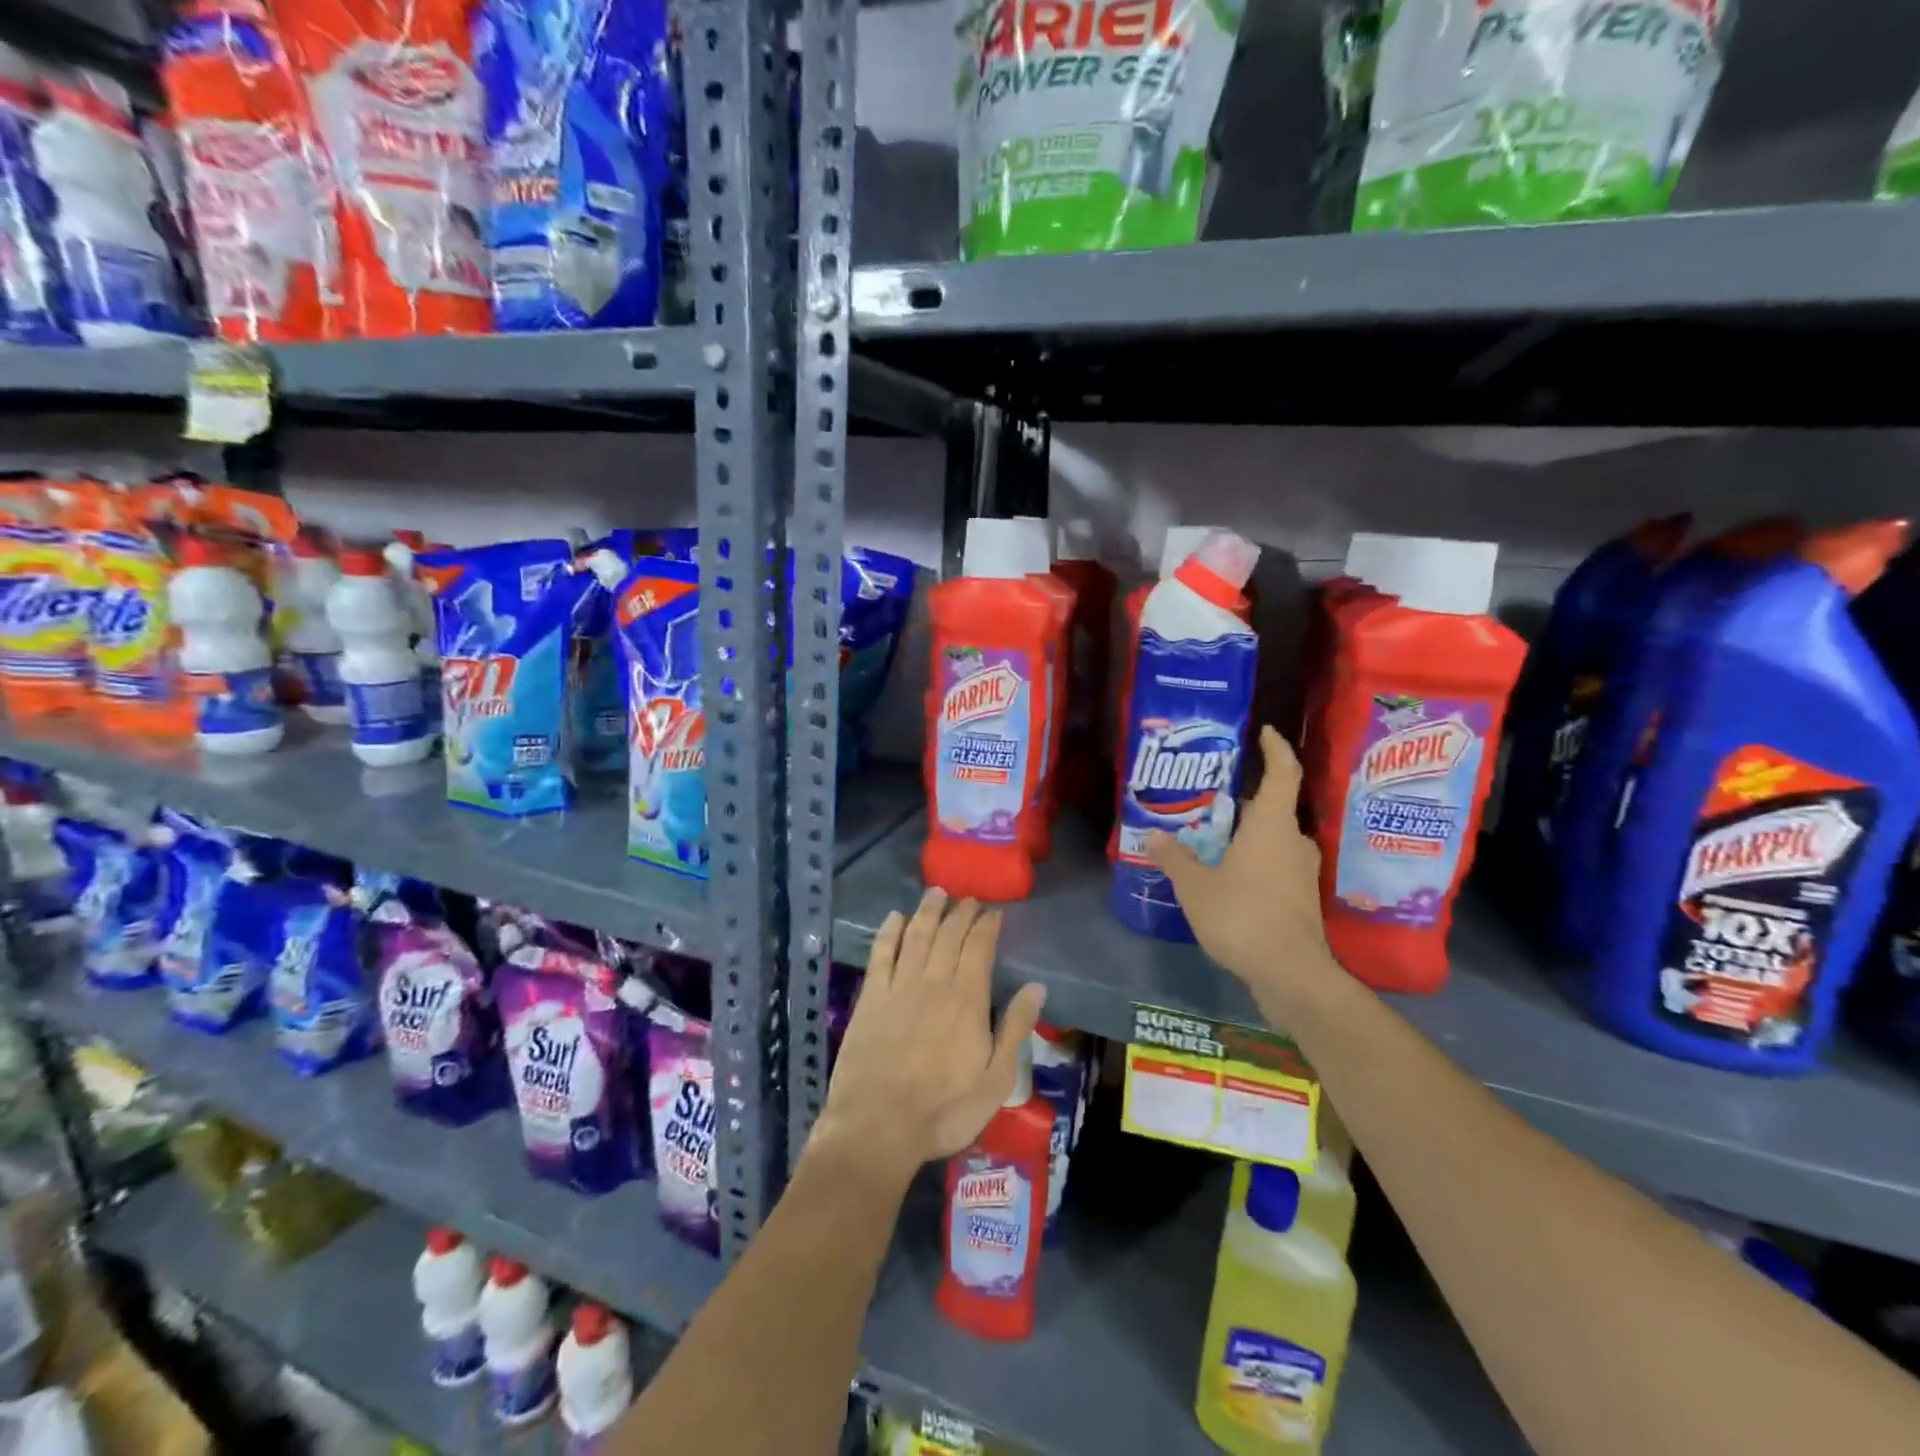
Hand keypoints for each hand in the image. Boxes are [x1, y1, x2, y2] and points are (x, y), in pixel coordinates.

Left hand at [812, 889, 1046, 1179]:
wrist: (879, 1126)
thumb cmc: (945, 1109)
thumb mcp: (996, 1079)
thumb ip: (1015, 1029)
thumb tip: (1036, 987)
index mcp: (967, 999)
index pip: (980, 948)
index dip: (987, 926)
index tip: (993, 912)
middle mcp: (934, 982)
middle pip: (949, 935)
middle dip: (961, 913)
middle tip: (969, 899)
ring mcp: (899, 987)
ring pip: (917, 935)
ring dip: (928, 911)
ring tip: (937, 893)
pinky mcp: (871, 998)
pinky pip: (881, 953)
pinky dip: (890, 932)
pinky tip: (895, 918)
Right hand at [1147, 726, 1338, 998]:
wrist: (1291, 975)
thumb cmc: (1243, 917)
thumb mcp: (1196, 887)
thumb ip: (1174, 858)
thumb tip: (1153, 835)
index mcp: (1271, 826)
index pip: (1282, 773)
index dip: (1275, 748)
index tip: (1263, 732)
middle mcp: (1293, 841)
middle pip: (1271, 808)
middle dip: (1241, 802)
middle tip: (1207, 801)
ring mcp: (1302, 872)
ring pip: (1273, 839)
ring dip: (1246, 834)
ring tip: (1210, 839)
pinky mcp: (1301, 898)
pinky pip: (1275, 864)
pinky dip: (1253, 861)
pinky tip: (1226, 876)